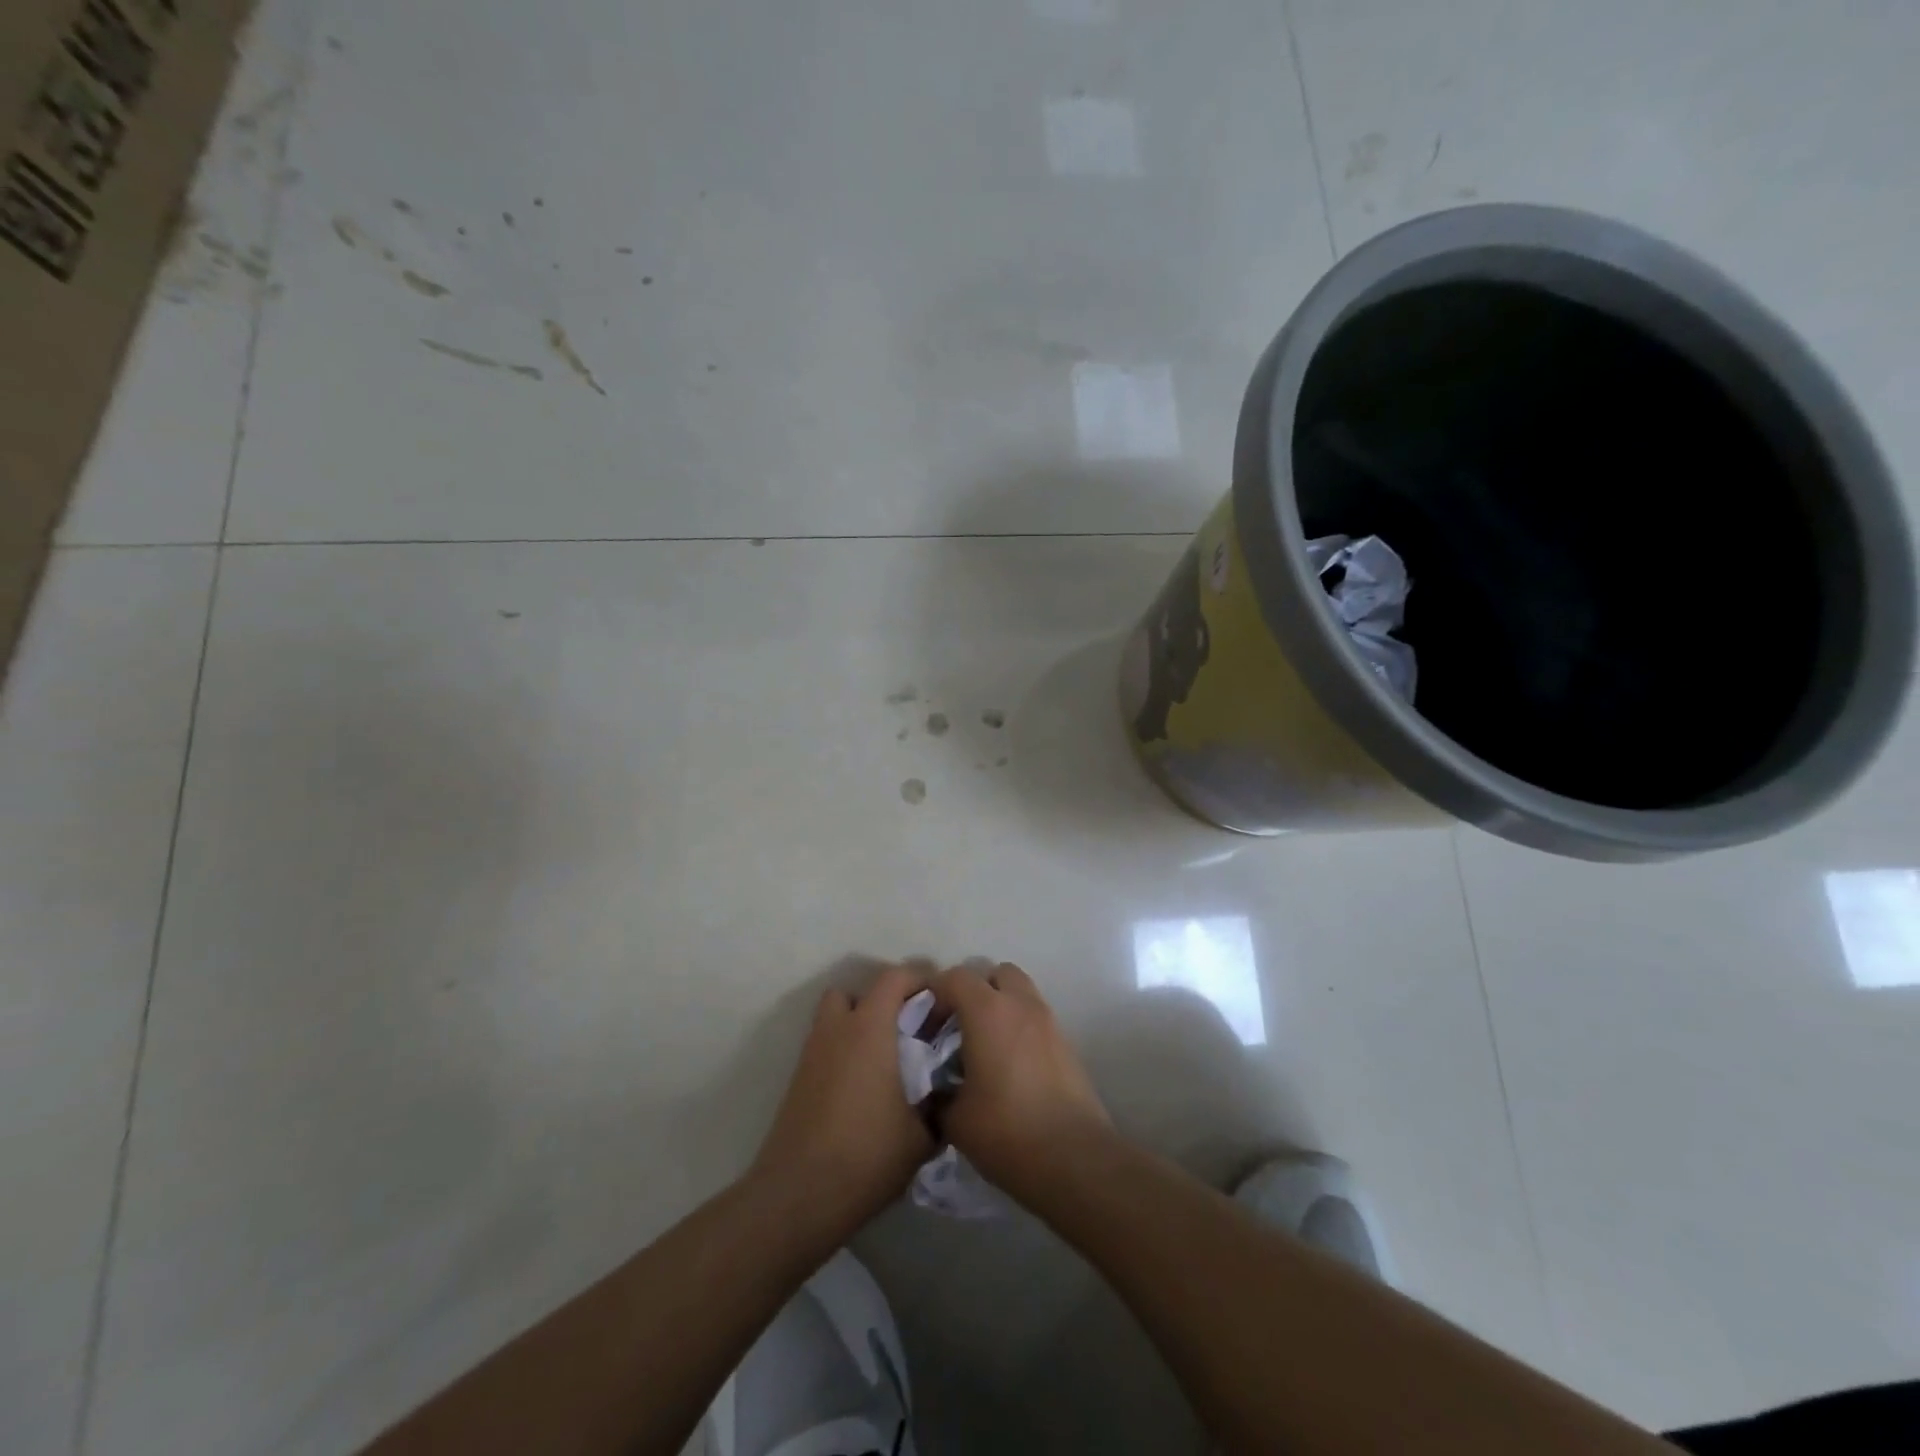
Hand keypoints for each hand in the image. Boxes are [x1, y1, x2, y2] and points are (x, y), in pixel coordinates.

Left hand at [749, 965, 934, 1241]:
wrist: (799, 1195)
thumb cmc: (867, 1155)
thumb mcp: (922, 1136)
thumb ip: (939, 1106)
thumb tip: (948, 1096)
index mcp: (870, 1028)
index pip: (894, 978)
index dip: (920, 979)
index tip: (941, 1000)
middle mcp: (838, 1029)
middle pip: (858, 992)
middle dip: (884, 1001)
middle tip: (911, 1029)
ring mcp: (812, 1053)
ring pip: (835, 1017)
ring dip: (859, 1023)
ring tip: (885, 1057)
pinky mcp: (798, 1079)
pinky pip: (826, 1046)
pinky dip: (844, 1051)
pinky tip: (864, 1087)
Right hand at [931, 962, 1111, 1203]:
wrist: (1074, 1159)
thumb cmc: (1007, 1131)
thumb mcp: (955, 1119)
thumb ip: (937, 1093)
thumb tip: (935, 1091)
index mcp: (988, 1011)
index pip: (955, 978)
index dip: (934, 995)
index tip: (922, 1026)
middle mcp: (1021, 1005)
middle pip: (995, 973)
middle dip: (974, 991)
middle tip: (957, 1026)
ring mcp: (1049, 1022)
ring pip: (1020, 993)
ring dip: (999, 1007)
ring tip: (983, 1046)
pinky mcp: (1066, 1044)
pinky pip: (1035, 1019)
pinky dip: (1019, 1028)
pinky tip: (1008, 1067)